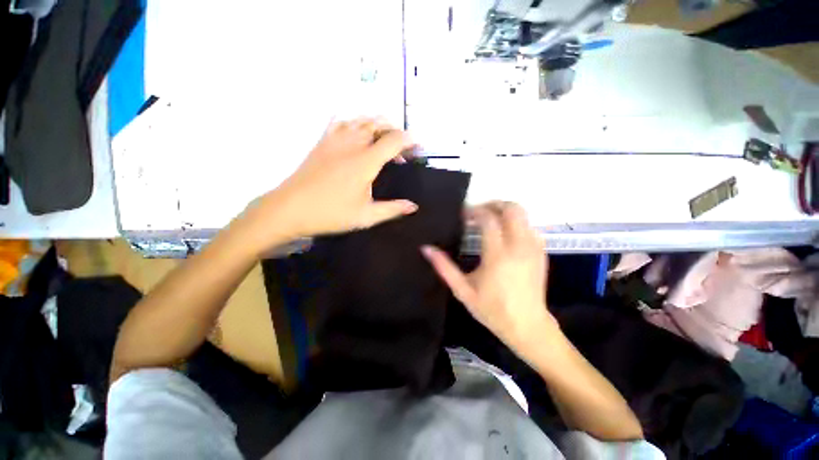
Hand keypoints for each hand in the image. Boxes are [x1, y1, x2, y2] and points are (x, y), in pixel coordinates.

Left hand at [238, 118, 417, 251]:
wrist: (290, 209)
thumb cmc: (330, 214)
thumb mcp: (365, 216)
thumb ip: (392, 209)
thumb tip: (413, 206)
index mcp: (365, 162)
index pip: (393, 140)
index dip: (409, 140)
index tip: (418, 147)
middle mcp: (352, 145)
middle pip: (378, 124)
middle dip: (395, 131)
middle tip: (402, 148)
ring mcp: (335, 140)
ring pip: (360, 120)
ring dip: (377, 124)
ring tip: (384, 138)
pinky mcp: (322, 142)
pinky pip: (340, 122)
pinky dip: (353, 121)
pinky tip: (356, 130)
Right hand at [422, 202, 557, 356]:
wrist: (528, 326)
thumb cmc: (492, 309)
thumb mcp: (463, 291)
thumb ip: (444, 268)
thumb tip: (426, 249)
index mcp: (498, 256)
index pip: (488, 220)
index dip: (474, 211)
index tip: (463, 213)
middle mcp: (518, 246)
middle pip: (511, 209)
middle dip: (493, 203)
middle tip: (478, 211)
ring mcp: (533, 248)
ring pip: (523, 214)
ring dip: (504, 211)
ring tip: (489, 220)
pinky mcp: (541, 252)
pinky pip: (529, 226)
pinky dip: (515, 222)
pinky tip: (504, 233)